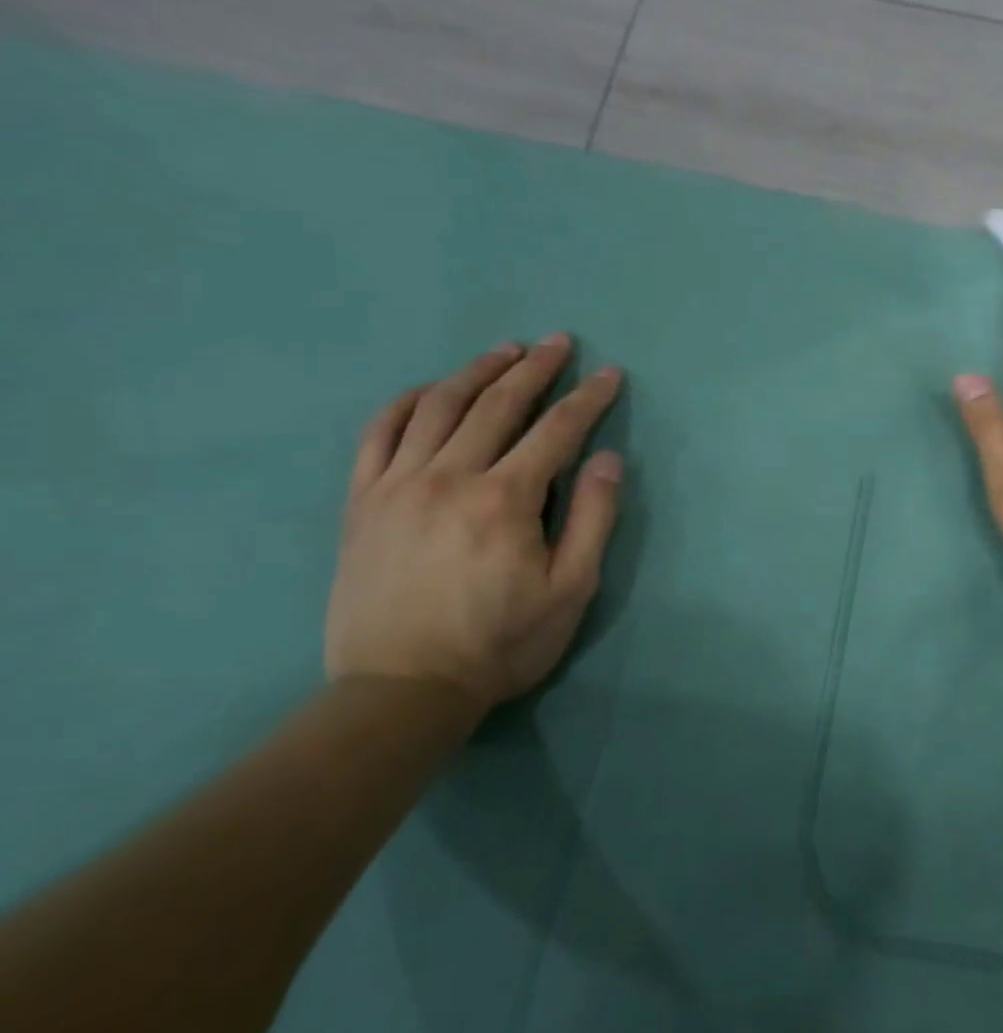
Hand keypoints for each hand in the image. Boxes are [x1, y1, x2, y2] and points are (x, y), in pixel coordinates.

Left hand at [324, 334, 625, 715]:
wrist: (400, 690)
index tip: (610, 373)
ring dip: (476, 371)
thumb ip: (592, 518)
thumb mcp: (571, 589)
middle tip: (559, 342)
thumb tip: (607, 459)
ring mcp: (397, 486)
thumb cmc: (501, 642)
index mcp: (505, 500)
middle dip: (535, 368)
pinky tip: (428, 388)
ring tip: (504, 350)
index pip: (557, 430)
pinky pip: (378, 434)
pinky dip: (405, 401)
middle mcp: (449, 478)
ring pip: (438, 407)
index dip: (588, 397)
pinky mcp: (363, 502)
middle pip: (497, 404)